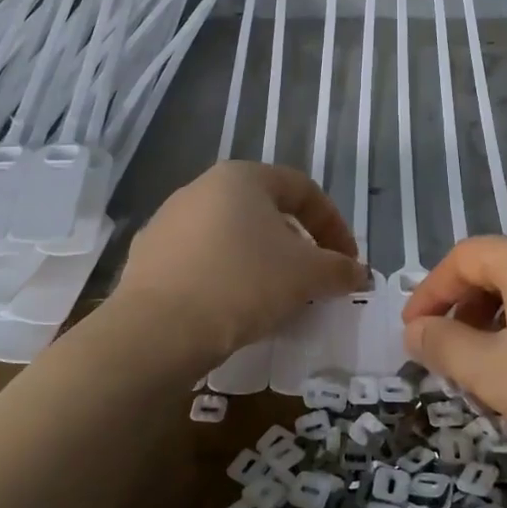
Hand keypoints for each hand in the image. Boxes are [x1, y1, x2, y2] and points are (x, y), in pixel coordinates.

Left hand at [118, 162, 367, 361]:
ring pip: (232, 236)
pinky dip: (226, 277)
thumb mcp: (307, 275)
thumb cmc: (244, 283)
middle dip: (297, 245)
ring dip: (262, 261)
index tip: (347, 262)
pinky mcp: (147, 258)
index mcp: (242, 177)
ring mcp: (168, 221)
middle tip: (313, 280)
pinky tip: (233, 309)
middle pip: (266, 211)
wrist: (159, 329)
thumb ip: (339, 269)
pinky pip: (201, 261)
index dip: (334, 225)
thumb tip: (359, 273)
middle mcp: (201, 188)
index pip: (303, 190)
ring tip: (276, 298)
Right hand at [402, 234, 506, 484]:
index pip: (462, 258)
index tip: (412, 333)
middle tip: (448, 351)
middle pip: (499, 269)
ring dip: (500, 321)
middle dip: (464, 308)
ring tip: (492, 366)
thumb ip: (444, 344)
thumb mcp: (492, 371)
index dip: (429, 293)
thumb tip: (415, 329)